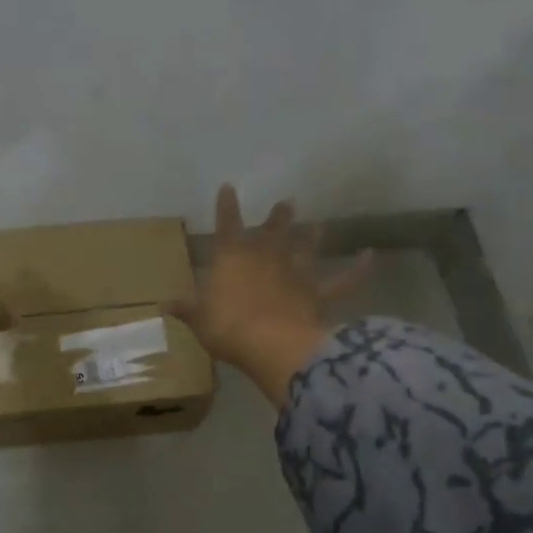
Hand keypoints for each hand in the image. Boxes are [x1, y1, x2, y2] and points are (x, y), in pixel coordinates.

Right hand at [169, 185, 372, 406]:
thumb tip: (163, 304)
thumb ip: (186, 310)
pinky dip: (357, 269)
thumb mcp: (199, 321)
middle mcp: (265, 257)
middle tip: (287, 203)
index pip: (227, 226)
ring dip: (311, 237)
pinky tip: (370, 256)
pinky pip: (343, 280)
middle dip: (279, 217)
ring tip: (318, 224)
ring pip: (306, 249)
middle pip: (273, 231)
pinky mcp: (319, 294)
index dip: (226, 207)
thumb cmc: (228, 329)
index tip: (228, 187)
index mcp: (231, 258)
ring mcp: (296, 274)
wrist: (272, 345)